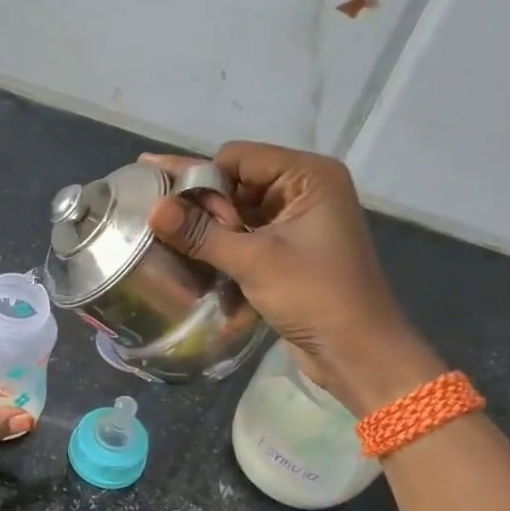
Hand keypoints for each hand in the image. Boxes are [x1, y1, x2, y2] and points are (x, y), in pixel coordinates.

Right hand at [143, 143, 443, 413]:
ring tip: (161, 232)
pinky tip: (188, 251)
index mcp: (309, 176)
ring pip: (237, 210)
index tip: (172, 209)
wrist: (358, 353)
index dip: (203, 180)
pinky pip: (246, 235)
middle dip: (200, 201)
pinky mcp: (288, 249)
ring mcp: (297, 221)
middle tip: (151, 211)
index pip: (238, 158)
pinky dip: (221, 244)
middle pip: (236, 181)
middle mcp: (304, 190)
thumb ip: (201, 233)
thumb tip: (152, 209)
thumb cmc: (315, 296)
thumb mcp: (254, 262)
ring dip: (207, 225)